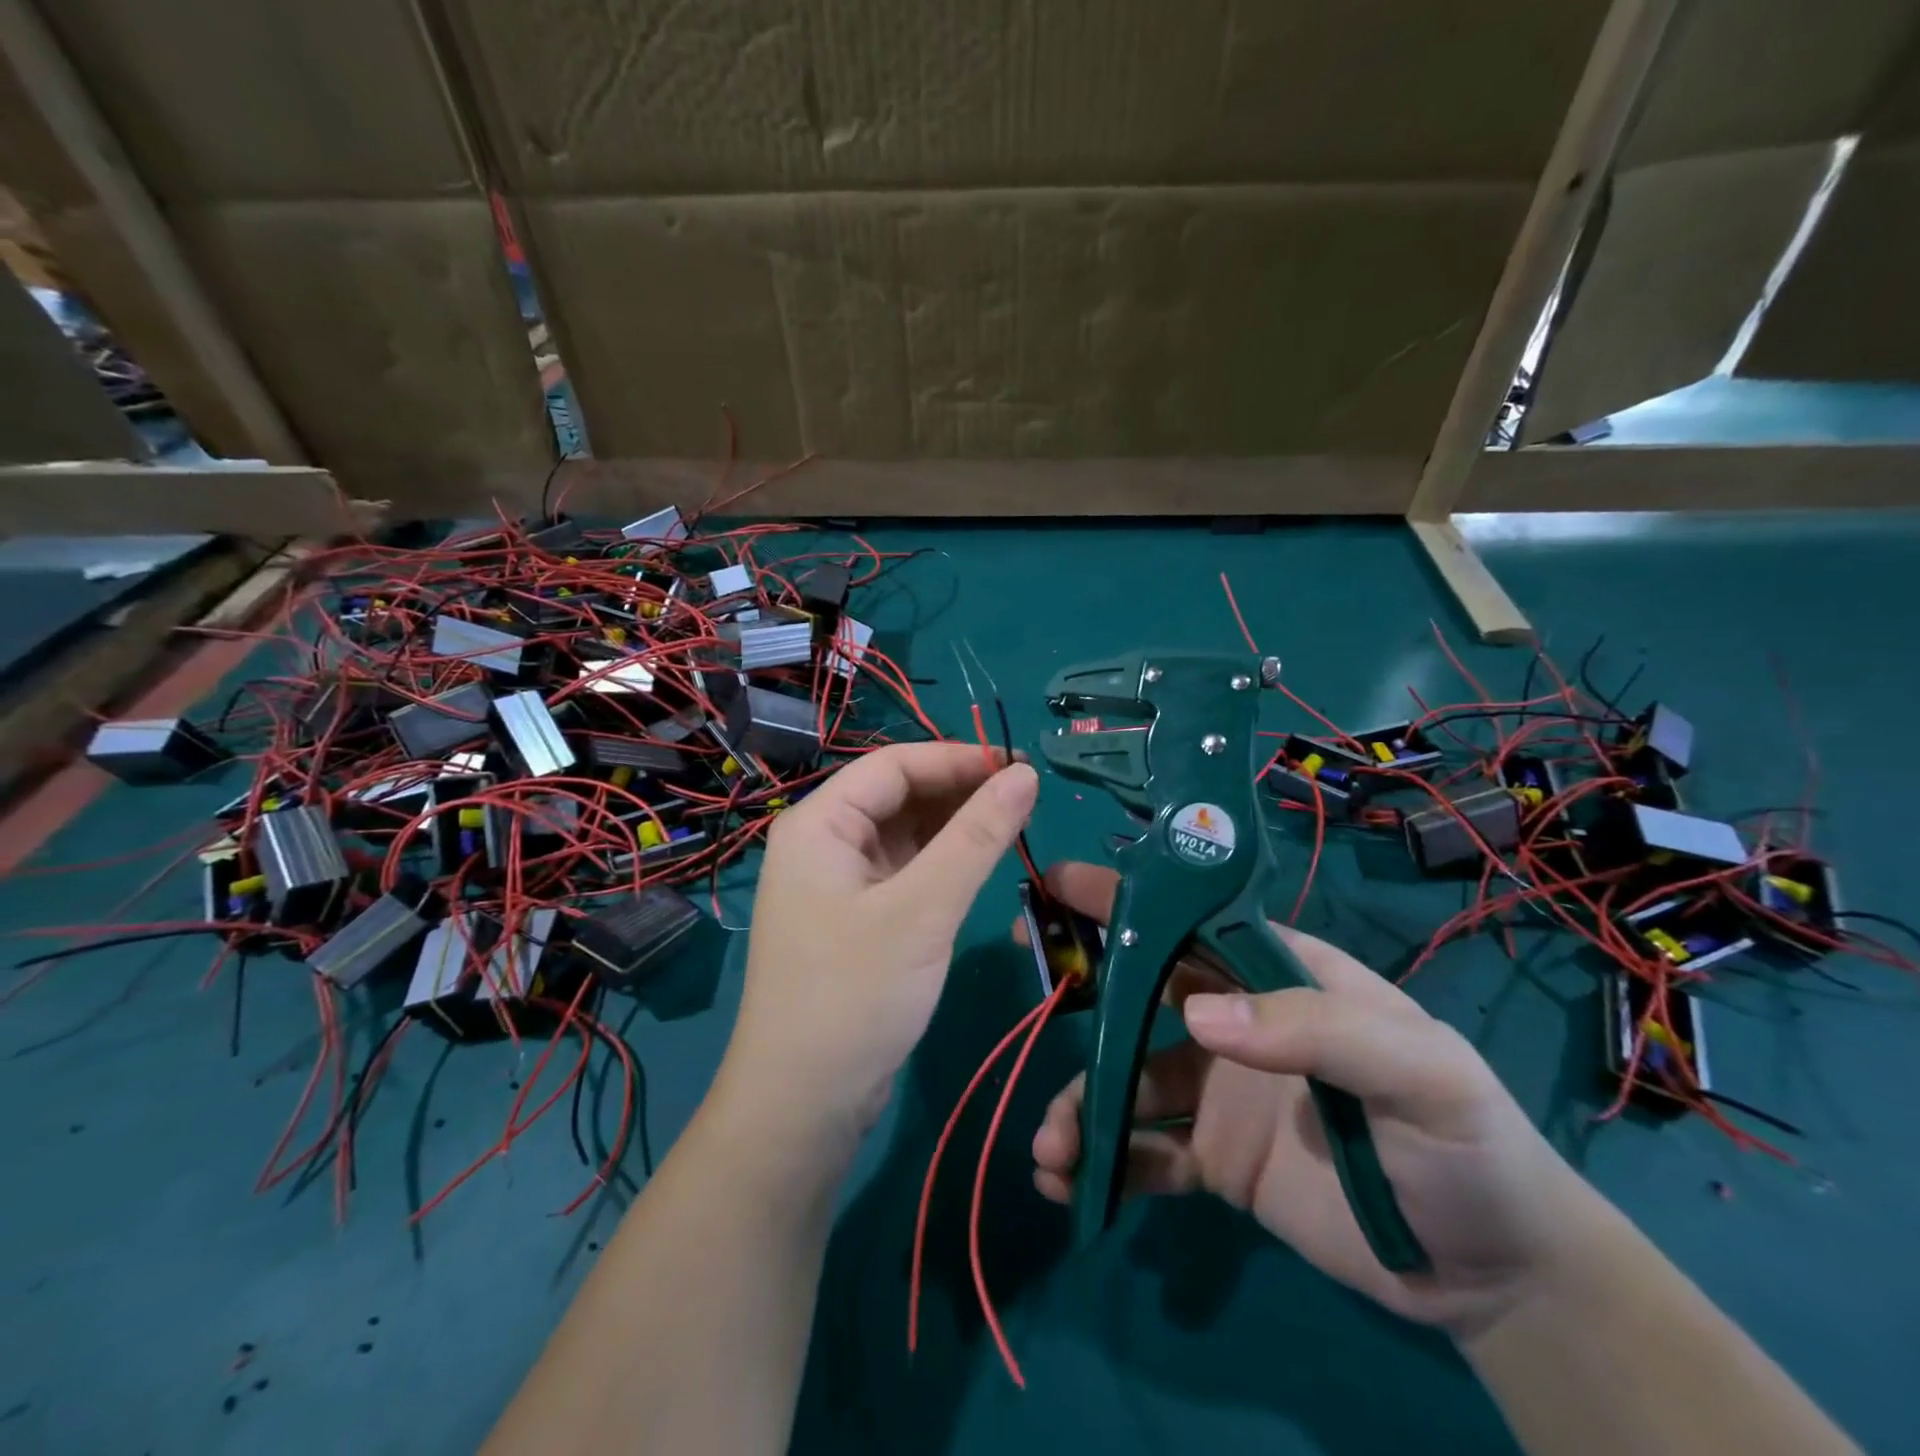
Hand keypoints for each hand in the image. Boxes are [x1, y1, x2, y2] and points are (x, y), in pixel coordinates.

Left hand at [716, 743, 1038, 1144]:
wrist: (803, 1106)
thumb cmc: (855, 996)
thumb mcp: (923, 910)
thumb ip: (977, 837)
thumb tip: (1025, 775)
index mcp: (819, 824)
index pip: (894, 765)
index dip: (957, 759)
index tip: (1019, 768)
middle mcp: (823, 843)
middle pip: (898, 795)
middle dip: (958, 792)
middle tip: (1025, 800)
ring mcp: (838, 883)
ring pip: (905, 833)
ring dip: (955, 826)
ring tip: (1013, 827)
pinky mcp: (857, 917)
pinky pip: (905, 870)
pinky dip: (943, 863)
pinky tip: (980, 865)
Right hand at [1027, 862, 1612, 1335]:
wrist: (1496, 1276)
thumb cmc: (1466, 1144)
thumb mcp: (1416, 1071)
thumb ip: (1314, 1029)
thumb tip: (1193, 1016)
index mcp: (1277, 978)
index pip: (1191, 924)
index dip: (1126, 900)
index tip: (1059, 884)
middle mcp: (1236, 1024)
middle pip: (1140, 993)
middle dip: (1079, 988)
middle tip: (1025, 982)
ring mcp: (1218, 1092)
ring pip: (1127, 1081)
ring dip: (1082, 1104)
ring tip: (1053, 1146)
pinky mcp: (1214, 1161)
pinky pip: (1144, 1153)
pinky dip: (1104, 1164)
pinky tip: (1072, 1186)